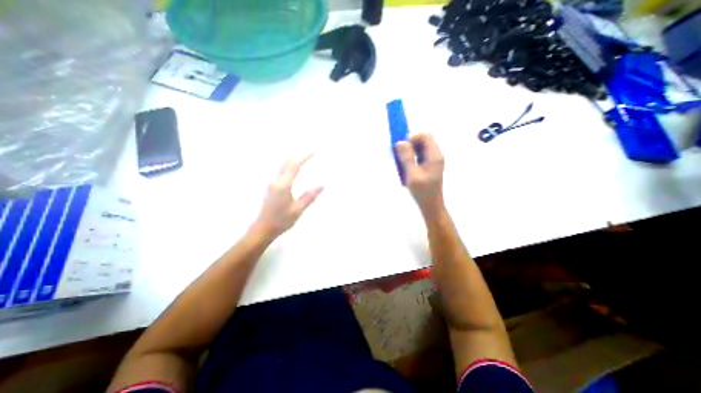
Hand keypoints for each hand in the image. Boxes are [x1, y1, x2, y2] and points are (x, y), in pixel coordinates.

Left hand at [253, 154, 322, 238]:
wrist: (263, 229)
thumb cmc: (281, 221)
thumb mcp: (298, 210)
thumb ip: (309, 197)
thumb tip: (321, 186)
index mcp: (283, 185)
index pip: (294, 166)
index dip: (304, 157)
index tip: (313, 152)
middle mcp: (276, 181)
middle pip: (286, 163)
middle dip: (298, 156)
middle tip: (310, 155)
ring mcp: (271, 184)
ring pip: (282, 166)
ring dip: (293, 161)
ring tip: (304, 160)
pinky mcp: (270, 188)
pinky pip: (280, 172)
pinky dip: (289, 167)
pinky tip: (294, 171)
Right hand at [394, 134, 442, 214]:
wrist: (431, 206)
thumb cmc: (423, 192)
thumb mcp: (412, 175)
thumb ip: (406, 158)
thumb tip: (400, 142)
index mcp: (435, 155)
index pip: (425, 135)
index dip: (413, 137)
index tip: (402, 147)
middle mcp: (435, 155)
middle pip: (423, 140)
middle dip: (410, 145)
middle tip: (400, 156)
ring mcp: (433, 161)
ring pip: (420, 148)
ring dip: (409, 152)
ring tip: (402, 164)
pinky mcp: (429, 167)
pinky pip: (419, 156)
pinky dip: (411, 158)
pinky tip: (406, 169)